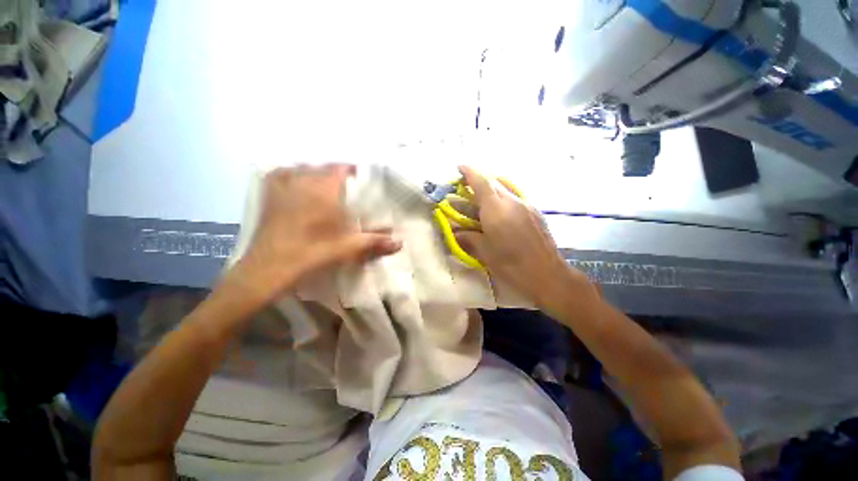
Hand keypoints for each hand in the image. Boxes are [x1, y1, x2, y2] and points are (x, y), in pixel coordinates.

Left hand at [225, 165, 401, 305]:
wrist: (268, 268)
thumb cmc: (312, 254)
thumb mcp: (348, 248)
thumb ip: (374, 242)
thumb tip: (400, 243)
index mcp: (323, 191)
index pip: (340, 169)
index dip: (353, 170)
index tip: (362, 178)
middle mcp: (302, 182)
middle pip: (323, 167)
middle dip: (338, 173)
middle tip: (349, 186)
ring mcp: (282, 187)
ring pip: (303, 169)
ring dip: (317, 173)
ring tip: (327, 185)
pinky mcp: (269, 196)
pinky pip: (281, 174)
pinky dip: (292, 174)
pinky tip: (298, 182)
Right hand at [455, 166, 592, 307]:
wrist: (548, 274)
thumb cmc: (512, 265)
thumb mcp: (484, 252)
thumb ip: (468, 237)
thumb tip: (455, 232)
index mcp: (496, 209)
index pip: (481, 182)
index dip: (469, 172)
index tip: (459, 167)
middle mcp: (512, 201)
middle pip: (494, 182)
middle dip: (478, 180)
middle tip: (465, 187)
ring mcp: (526, 205)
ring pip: (506, 188)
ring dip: (491, 188)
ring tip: (480, 198)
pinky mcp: (535, 212)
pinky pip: (515, 197)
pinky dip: (502, 197)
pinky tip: (499, 212)